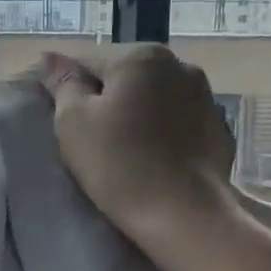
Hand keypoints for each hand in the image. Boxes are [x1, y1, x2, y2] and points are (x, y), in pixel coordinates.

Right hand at [39, 45, 235, 241]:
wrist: (183, 214)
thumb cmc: (117, 162)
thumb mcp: (73, 120)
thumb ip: (63, 83)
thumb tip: (50, 57)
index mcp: (142, 56)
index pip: (89, 63)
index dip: (70, 91)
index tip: (64, 122)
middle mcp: (180, 66)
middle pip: (126, 79)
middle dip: (108, 100)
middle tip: (91, 139)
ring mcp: (207, 98)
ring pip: (155, 100)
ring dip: (138, 116)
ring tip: (124, 151)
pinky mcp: (220, 131)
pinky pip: (179, 124)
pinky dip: (164, 134)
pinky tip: (153, 161)